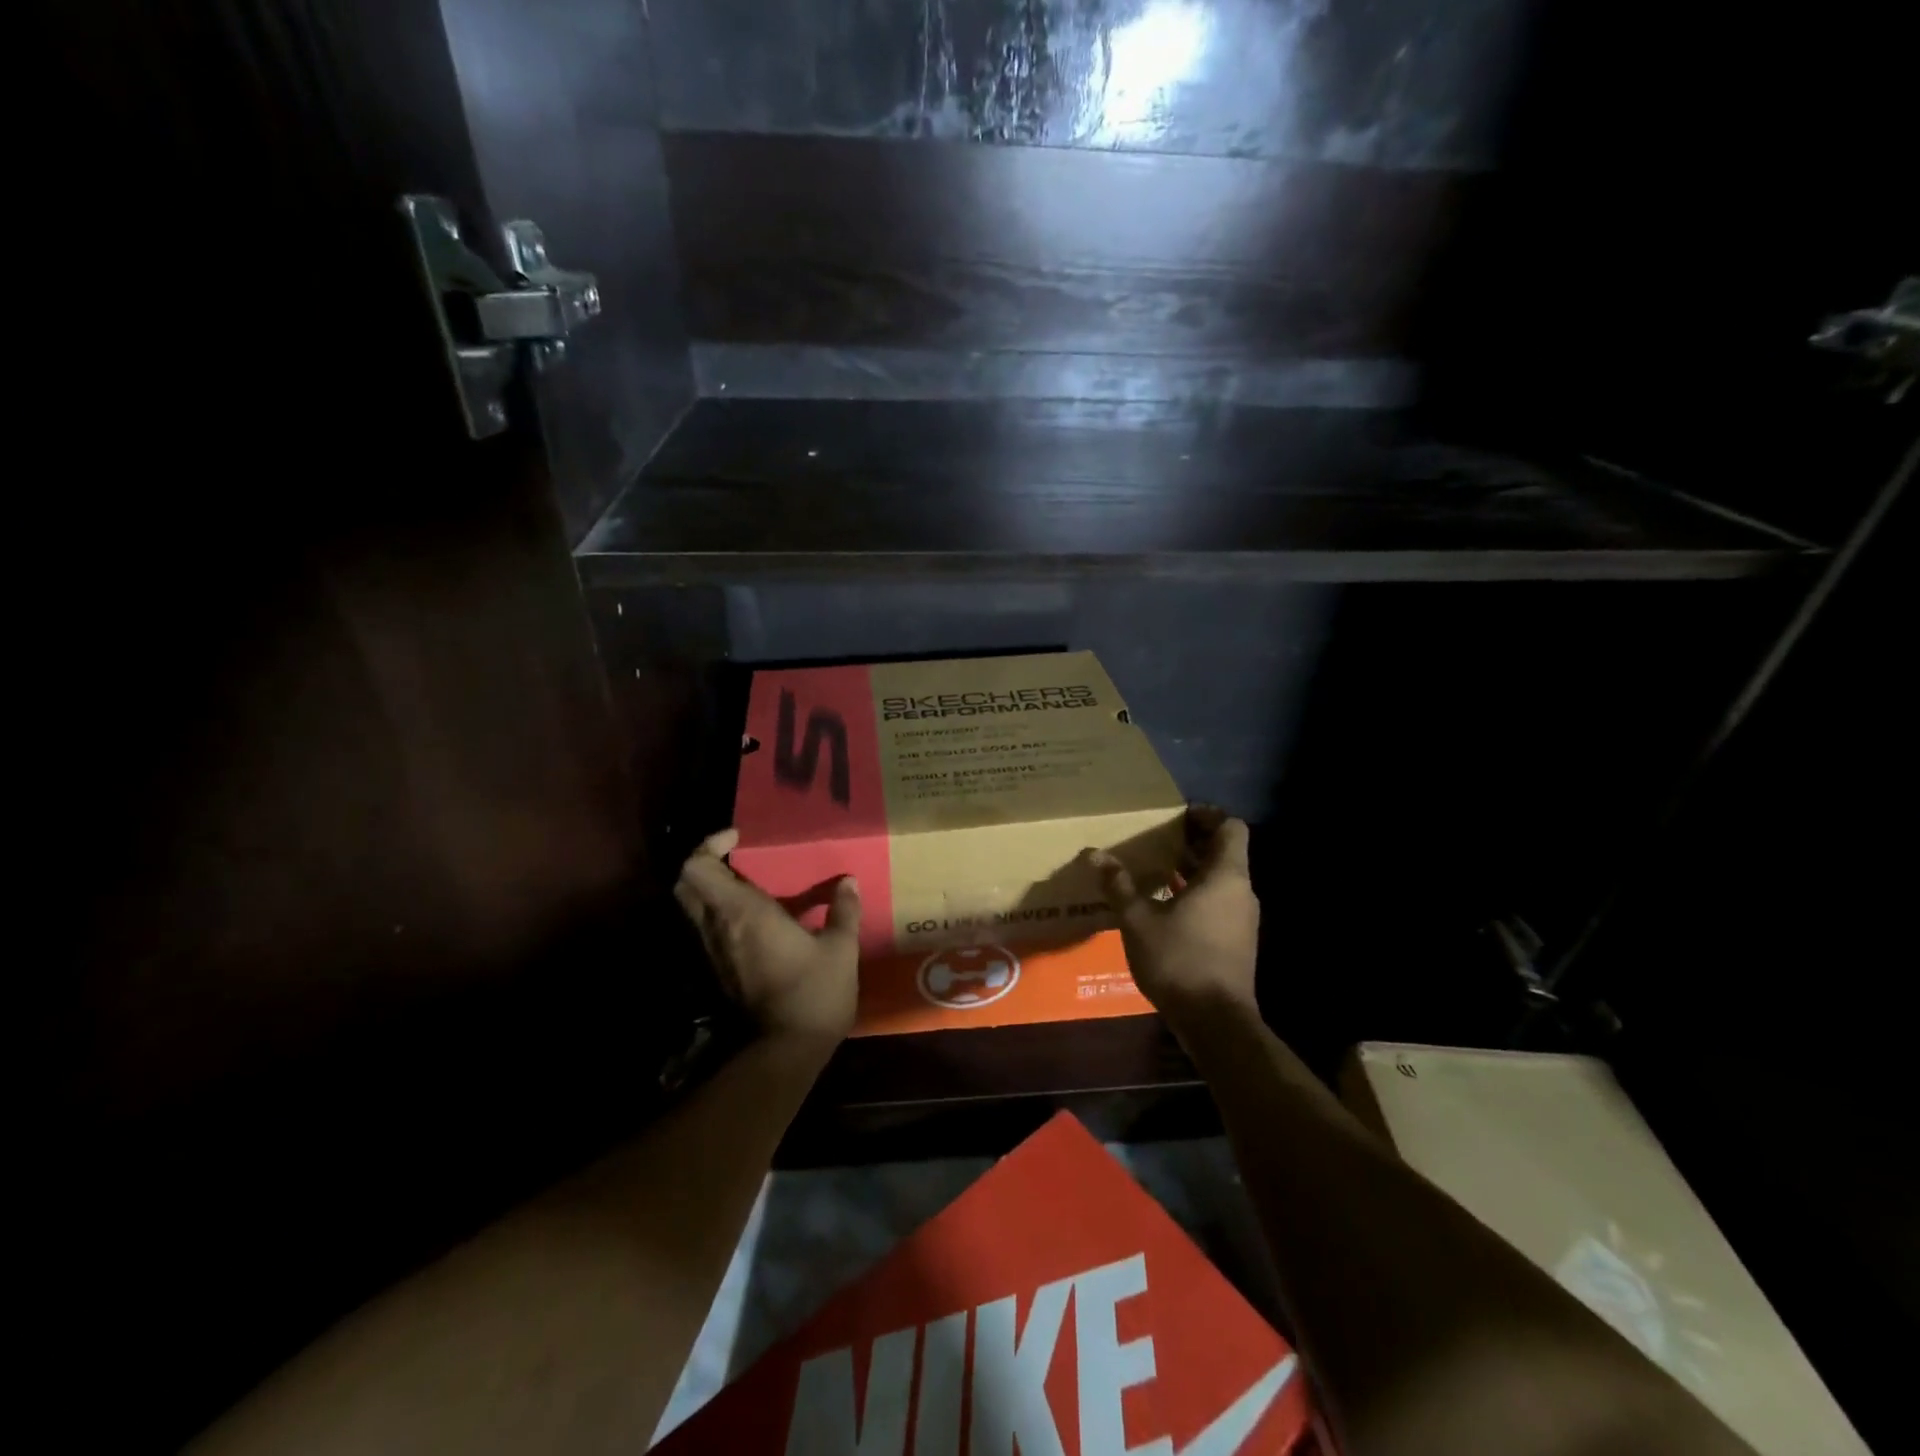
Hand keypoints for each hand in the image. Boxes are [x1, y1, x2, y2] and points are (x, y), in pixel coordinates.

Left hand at [673, 828, 861, 1042]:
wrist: (786, 1049)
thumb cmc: (815, 992)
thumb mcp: (840, 948)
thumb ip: (844, 910)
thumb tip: (849, 881)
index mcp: (743, 912)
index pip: (697, 868)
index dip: (709, 845)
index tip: (738, 839)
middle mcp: (718, 927)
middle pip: (685, 883)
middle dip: (703, 862)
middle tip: (735, 856)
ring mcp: (713, 950)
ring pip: (691, 907)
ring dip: (710, 887)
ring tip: (747, 882)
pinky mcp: (717, 969)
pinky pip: (705, 927)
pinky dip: (718, 910)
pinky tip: (752, 916)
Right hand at [1083, 806, 1258, 1022]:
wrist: (1216, 1022)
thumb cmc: (1179, 960)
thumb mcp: (1138, 921)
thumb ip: (1119, 885)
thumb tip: (1095, 854)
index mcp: (1225, 876)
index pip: (1232, 827)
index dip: (1208, 815)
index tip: (1178, 815)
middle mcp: (1241, 891)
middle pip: (1224, 852)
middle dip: (1192, 841)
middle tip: (1156, 837)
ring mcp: (1242, 918)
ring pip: (1221, 879)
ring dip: (1192, 869)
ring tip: (1155, 867)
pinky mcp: (1237, 940)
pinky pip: (1219, 901)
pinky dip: (1196, 893)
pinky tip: (1164, 904)